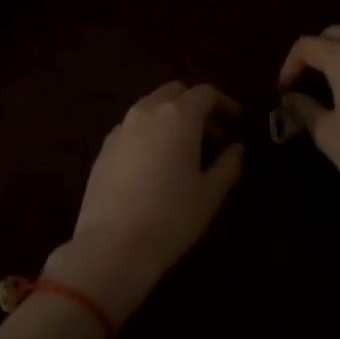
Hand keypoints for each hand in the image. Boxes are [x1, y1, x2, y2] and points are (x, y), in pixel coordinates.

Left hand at [44, 82, 244, 322]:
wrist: (112, 246)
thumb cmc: (171, 217)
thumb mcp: (210, 194)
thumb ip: (228, 165)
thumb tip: (235, 149)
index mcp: (178, 116)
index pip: (205, 93)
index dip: (224, 103)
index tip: (236, 120)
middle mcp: (146, 113)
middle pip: (174, 93)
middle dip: (196, 106)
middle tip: (212, 135)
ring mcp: (120, 129)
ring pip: (150, 108)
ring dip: (171, 118)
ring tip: (184, 150)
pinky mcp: (103, 149)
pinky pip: (132, 128)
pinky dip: (150, 133)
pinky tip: (156, 163)